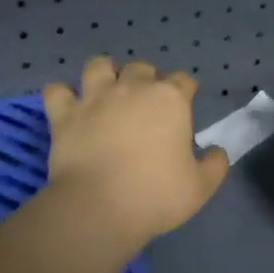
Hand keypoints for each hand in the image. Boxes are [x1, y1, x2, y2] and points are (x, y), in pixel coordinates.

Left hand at [41, 58, 230, 243]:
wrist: (100, 206)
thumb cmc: (157, 195)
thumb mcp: (200, 188)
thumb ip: (214, 166)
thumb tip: (217, 152)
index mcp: (170, 100)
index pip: (183, 80)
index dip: (186, 89)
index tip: (186, 101)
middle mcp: (132, 88)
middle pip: (141, 68)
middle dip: (146, 78)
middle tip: (146, 101)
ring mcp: (95, 98)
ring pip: (98, 66)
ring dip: (104, 73)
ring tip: (106, 90)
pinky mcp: (64, 114)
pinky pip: (56, 91)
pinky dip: (61, 95)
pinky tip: (67, 105)